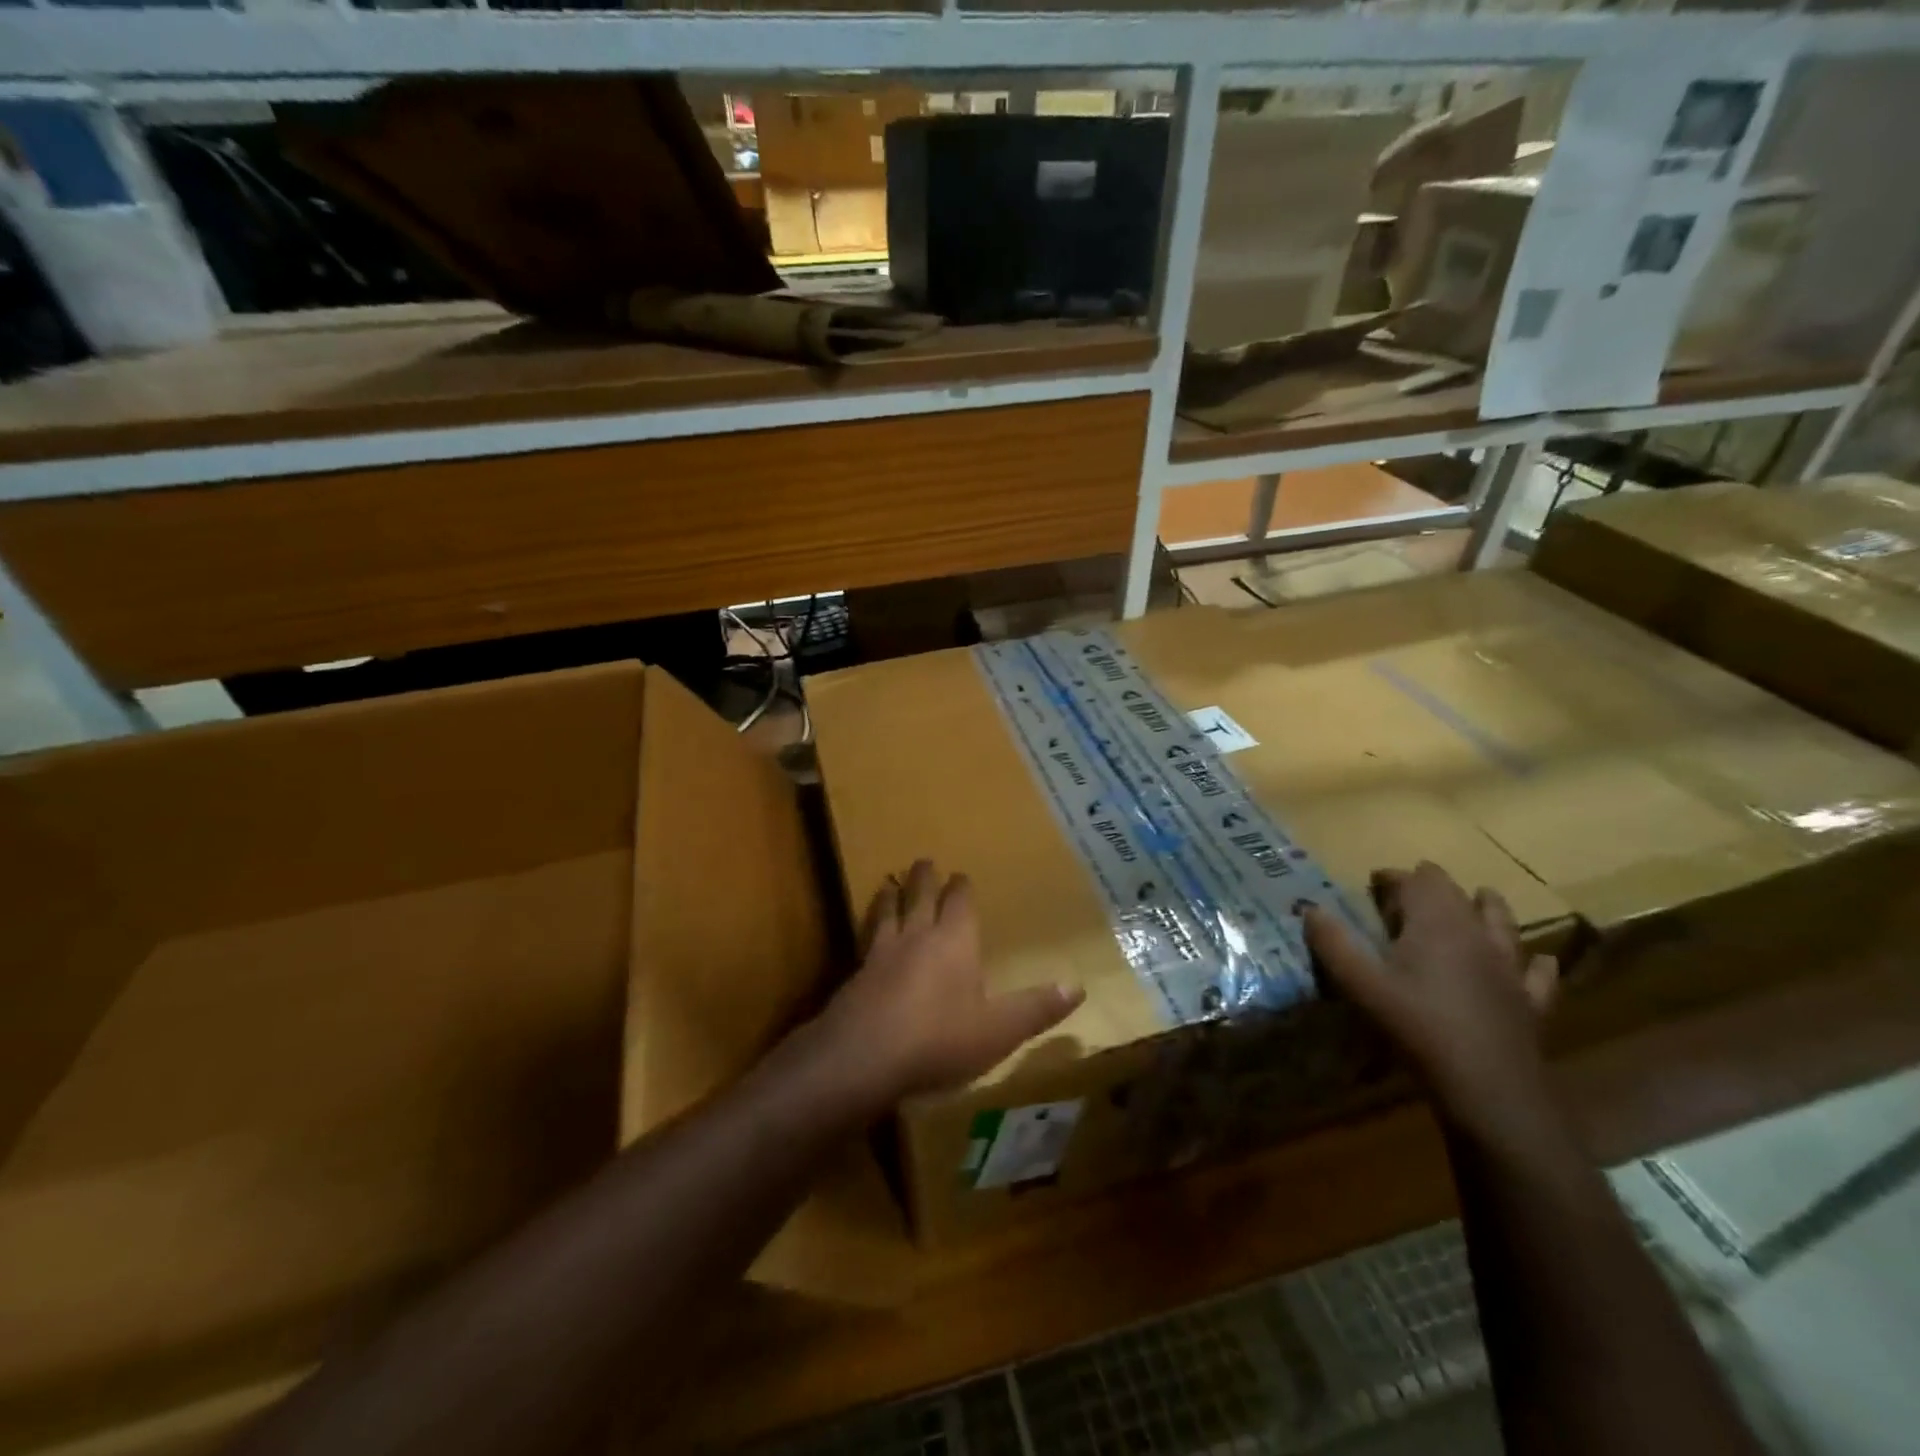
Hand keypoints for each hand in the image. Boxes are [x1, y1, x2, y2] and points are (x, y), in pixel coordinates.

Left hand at [812, 860, 1084, 1103]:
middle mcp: (917, 937)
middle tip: (923, 861)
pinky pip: (865, 940)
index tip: (960, 874)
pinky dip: (868, 929)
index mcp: (954, 942)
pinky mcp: (855, 975)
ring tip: (888, 884)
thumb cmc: (940, 1038)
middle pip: (920, 897)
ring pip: (887, 913)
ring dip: (890, 896)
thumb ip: (1036, 1008)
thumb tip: (1078, 986)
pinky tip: (865, 937)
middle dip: (924, 879)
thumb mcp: (999, 1030)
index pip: (959, 903)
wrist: (865, 1056)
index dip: (961, 888)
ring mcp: (882, 953)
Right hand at [1304, 862, 1557, 1140]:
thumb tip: (1310, 908)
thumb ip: (1333, 943)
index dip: (1394, 877)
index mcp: (1435, 923)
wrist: (1489, 1089)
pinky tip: (1534, 962)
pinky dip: (1533, 961)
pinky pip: (1538, 972)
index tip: (1373, 883)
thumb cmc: (1418, 1028)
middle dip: (1430, 887)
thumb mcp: (1360, 985)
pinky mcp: (1530, 1000)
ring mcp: (1509, 967)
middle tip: (1405, 899)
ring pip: (1502, 921)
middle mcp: (1476, 934)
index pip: (1416, 880)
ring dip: (1485, 907)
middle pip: (1456, 893)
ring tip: (1475, 902)